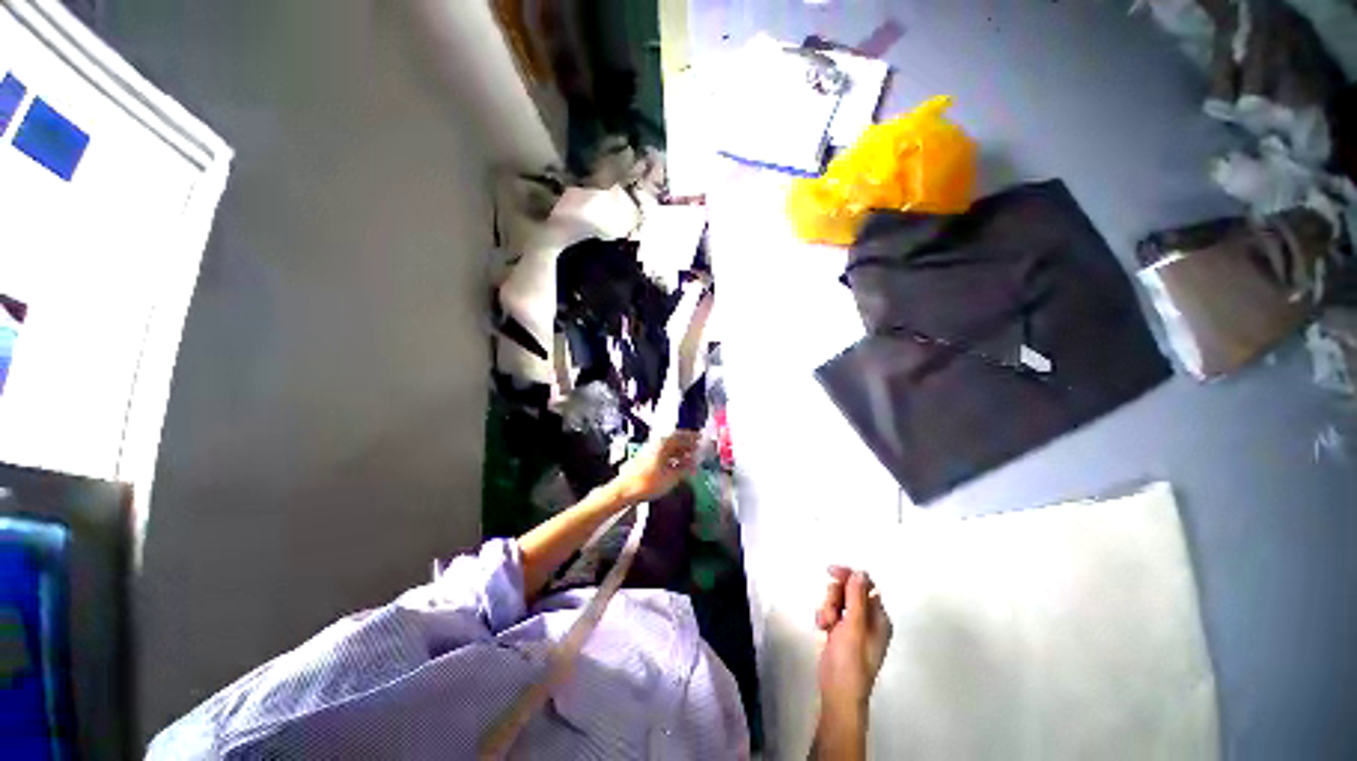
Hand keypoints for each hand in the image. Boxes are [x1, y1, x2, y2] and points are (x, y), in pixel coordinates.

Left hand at [608, 431, 699, 505]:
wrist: (624, 490)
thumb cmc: (649, 482)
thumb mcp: (671, 477)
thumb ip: (685, 469)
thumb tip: (695, 464)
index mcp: (663, 443)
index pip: (681, 435)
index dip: (692, 437)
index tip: (702, 439)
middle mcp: (657, 444)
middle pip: (675, 441)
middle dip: (688, 445)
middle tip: (699, 450)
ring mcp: (650, 451)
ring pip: (669, 448)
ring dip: (681, 452)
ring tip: (692, 460)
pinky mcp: (646, 460)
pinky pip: (664, 455)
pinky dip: (673, 458)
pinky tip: (678, 467)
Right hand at [817, 566, 892, 714]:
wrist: (838, 693)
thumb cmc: (851, 661)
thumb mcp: (854, 627)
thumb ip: (856, 598)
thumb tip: (859, 572)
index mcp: (879, 617)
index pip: (865, 584)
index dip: (849, 575)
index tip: (831, 572)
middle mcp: (868, 618)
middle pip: (848, 589)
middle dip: (835, 596)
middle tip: (831, 611)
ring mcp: (853, 625)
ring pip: (837, 599)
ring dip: (828, 606)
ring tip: (826, 623)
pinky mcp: (840, 630)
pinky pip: (831, 610)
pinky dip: (825, 615)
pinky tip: (822, 627)